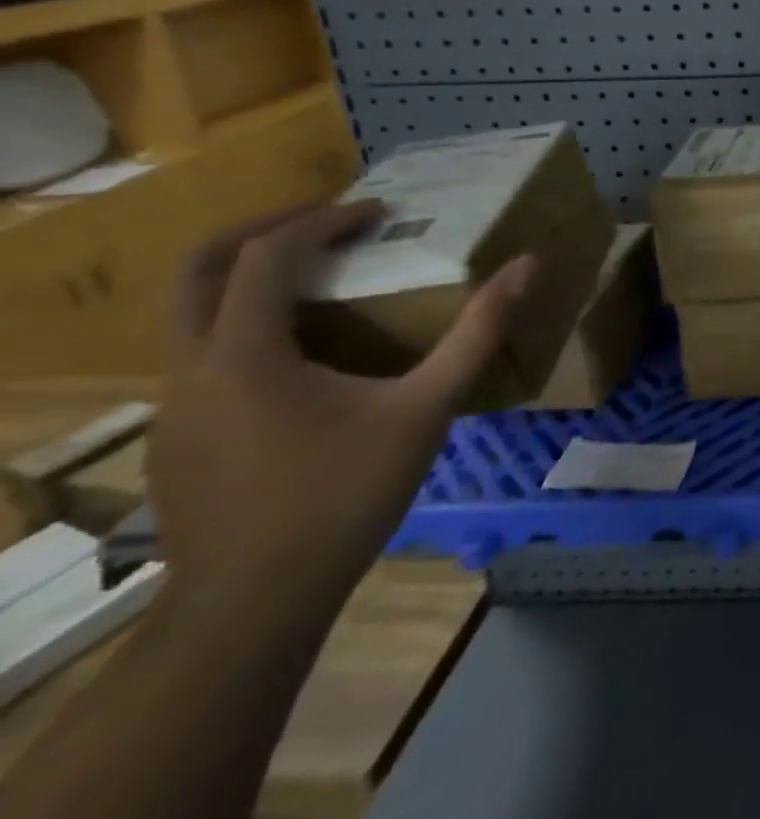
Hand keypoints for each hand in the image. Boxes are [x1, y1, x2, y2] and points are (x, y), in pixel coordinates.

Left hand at [151, 201, 533, 630]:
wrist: (251, 606)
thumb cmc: (342, 496)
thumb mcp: (426, 409)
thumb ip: (478, 334)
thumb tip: (527, 266)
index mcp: (244, 353)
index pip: (269, 254)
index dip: (325, 220)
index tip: (379, 212)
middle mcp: (191, 368)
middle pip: (201, 269)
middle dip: (262, 230)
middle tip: (328, 221)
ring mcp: (173, 407)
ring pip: (193, 315)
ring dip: (253, 281)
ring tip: (324, 282)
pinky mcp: (177, 439)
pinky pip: (203, 357)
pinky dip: (248, 327)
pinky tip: (304, 361)